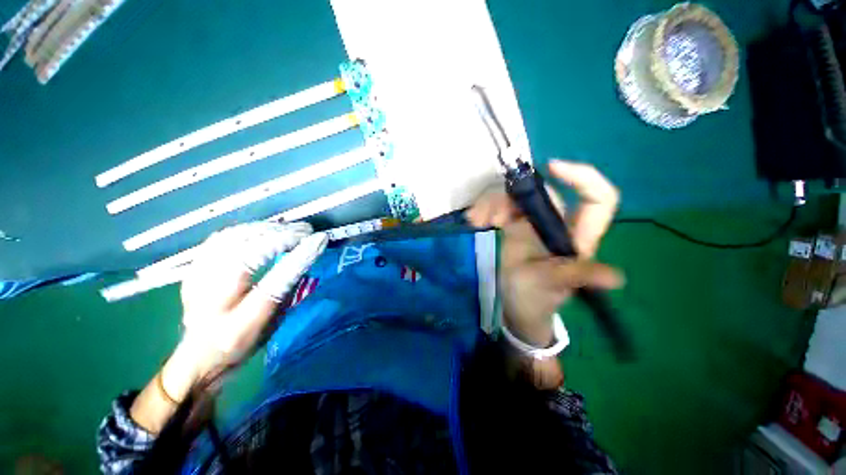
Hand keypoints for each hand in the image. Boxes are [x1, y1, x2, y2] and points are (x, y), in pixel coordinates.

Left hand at [168, 222, 327, 395]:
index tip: (320, 239)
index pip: (276, 282)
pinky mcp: (192, 270)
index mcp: (241, 323)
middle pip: (250, 254)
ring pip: (232, 240)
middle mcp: (214, 301)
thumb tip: (304, 255)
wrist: (198, 355)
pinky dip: (246, 230)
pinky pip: (219, 238)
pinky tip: (262, 229)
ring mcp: (197, 282)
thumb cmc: (245, 342)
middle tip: (306, 230)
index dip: (300, 256)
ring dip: (266, 229)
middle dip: (283, 236)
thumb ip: (289, 289)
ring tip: (288, 228)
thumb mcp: (276, 323)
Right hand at [466, 160, 623, 346]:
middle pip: (542, 194)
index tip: (551, 168)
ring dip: (492, 204)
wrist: (515, 307)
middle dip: (514, 196)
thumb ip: (575, 276)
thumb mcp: (553, 286)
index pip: (597, 200)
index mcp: (576, 237)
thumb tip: (615, 277)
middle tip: (488, 216)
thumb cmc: (537, 299)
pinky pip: (499, 208)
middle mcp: (556, 225)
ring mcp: (532, 224)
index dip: (583, 178)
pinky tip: (475, 221)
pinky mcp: (512, 227)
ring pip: (516, 198)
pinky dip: (485, 210)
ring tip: (476, 221)